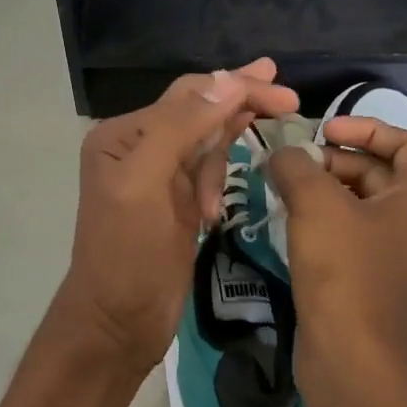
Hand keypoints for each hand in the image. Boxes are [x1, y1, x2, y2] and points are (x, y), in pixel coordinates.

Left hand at [51, 60, 299, 378]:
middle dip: (241, 104)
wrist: (117, 324)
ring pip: (206, 141)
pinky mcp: (176, 203)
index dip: (236, 88)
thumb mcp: (147, 184)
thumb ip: (181, 128)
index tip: (285, 94)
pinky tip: (215, 207)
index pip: (189, 95)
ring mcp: (158, 176)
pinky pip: (207, 171)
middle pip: (199, 111)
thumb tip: (228, 81)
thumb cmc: (127, 254)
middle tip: (288, 99)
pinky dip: (218, 178)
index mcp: (123, 135)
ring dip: (227, 150)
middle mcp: (138, 147)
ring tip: (237, 172)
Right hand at [265, 116, 406, 384]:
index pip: (405, 143)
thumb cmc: (343, 270)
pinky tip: (290, 222)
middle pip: (378, 172)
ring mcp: (395, 254)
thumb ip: (297, 167)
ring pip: (361, 204)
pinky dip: (325, 220)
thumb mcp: (316, 205)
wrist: (350, 355)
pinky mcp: (372, 279)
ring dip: (325, 190)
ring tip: (284, 189)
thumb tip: (284, 155)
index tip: (324, 132)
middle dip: (335, 161)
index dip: (366, 127)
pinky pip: (351, 234)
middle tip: (294, 166)